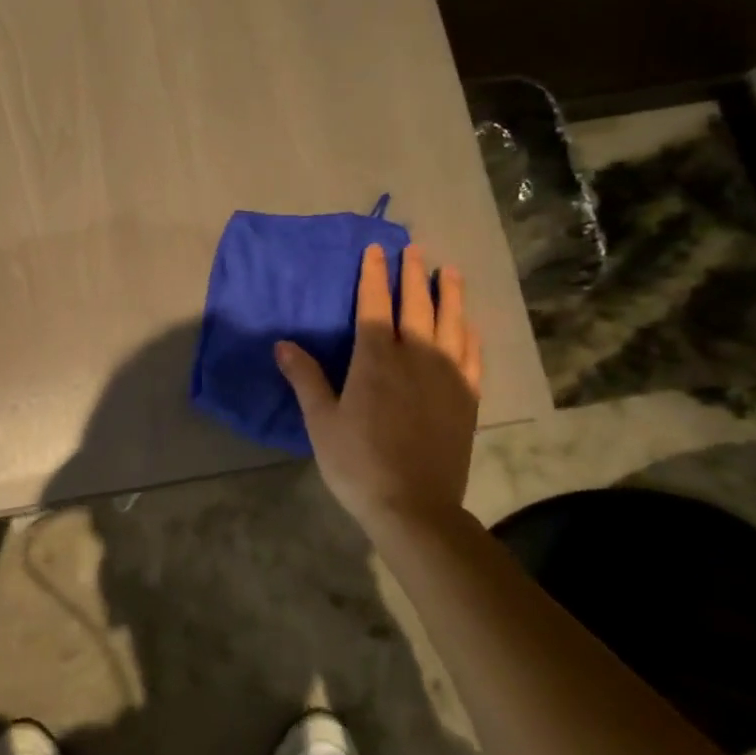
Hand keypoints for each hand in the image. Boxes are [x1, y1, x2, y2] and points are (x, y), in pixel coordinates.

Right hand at [275, 243, 482, 529]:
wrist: (414, 505)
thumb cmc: (358, 463)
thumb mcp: (321, 422)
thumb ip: (306, 378)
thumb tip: (283, 344)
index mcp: (375, 359)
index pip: (374, 304)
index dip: (373, 275)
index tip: (375, 250)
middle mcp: (415, 356)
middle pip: (416, 304)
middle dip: (412, 274)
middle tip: (414, 249)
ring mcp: (447, 375)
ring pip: (451, 322)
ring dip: (449, 294)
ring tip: (450, 271)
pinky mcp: (467, 397)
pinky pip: (472, 355)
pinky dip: (470, 334)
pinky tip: (469, 325)